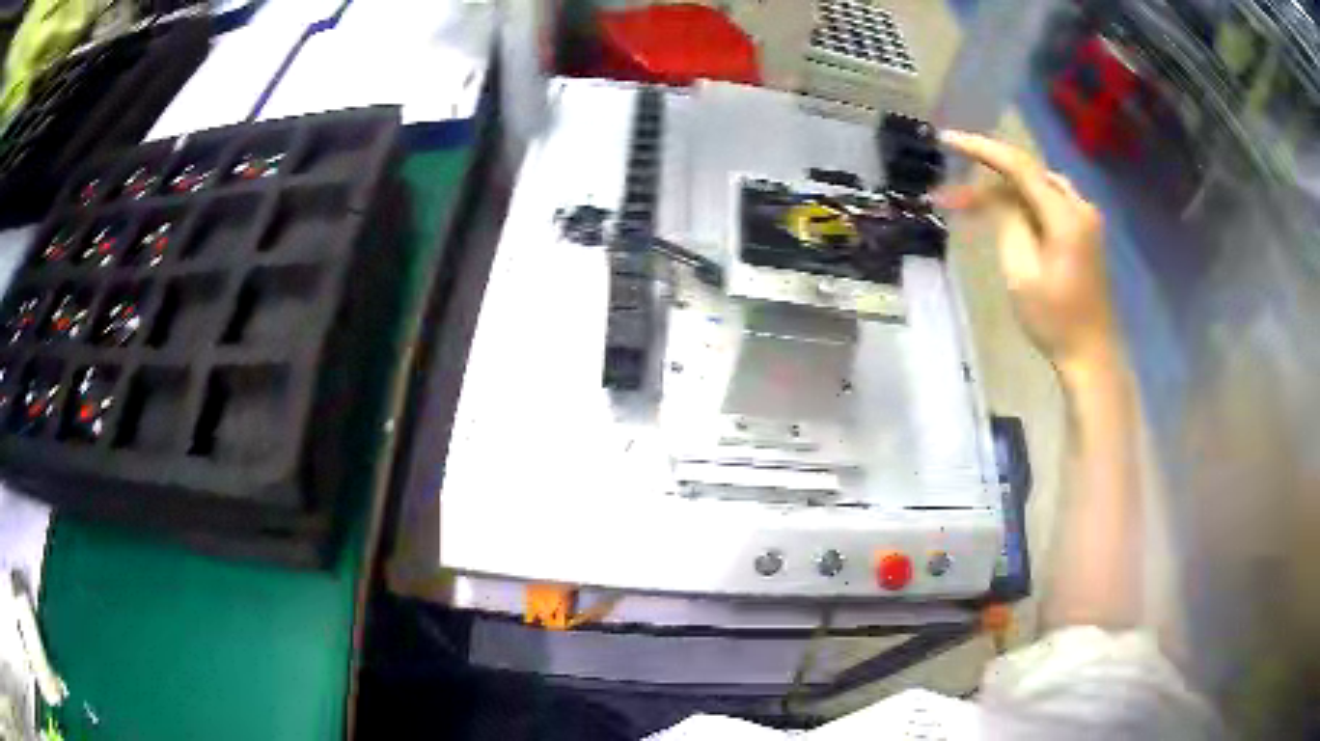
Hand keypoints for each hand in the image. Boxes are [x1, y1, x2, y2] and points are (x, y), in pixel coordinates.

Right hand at [937, 131, 1119, 381]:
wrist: (1091, 355)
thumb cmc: (1054, 321)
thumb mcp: (1021, 273)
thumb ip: (1009, 223)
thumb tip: (999, 196)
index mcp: (1066, 216)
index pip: (1019, 166)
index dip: (981, 148)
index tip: (947, 140)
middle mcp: (1080, 206)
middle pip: (1028, 174)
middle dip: (988, 177)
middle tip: (952, 194)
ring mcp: (1086, 219)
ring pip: (1038, 187)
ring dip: (1005, 191)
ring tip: (971, 204)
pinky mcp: (1085, 232)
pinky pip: (1049, 202)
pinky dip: (1024, 203)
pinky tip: (1005, 215)